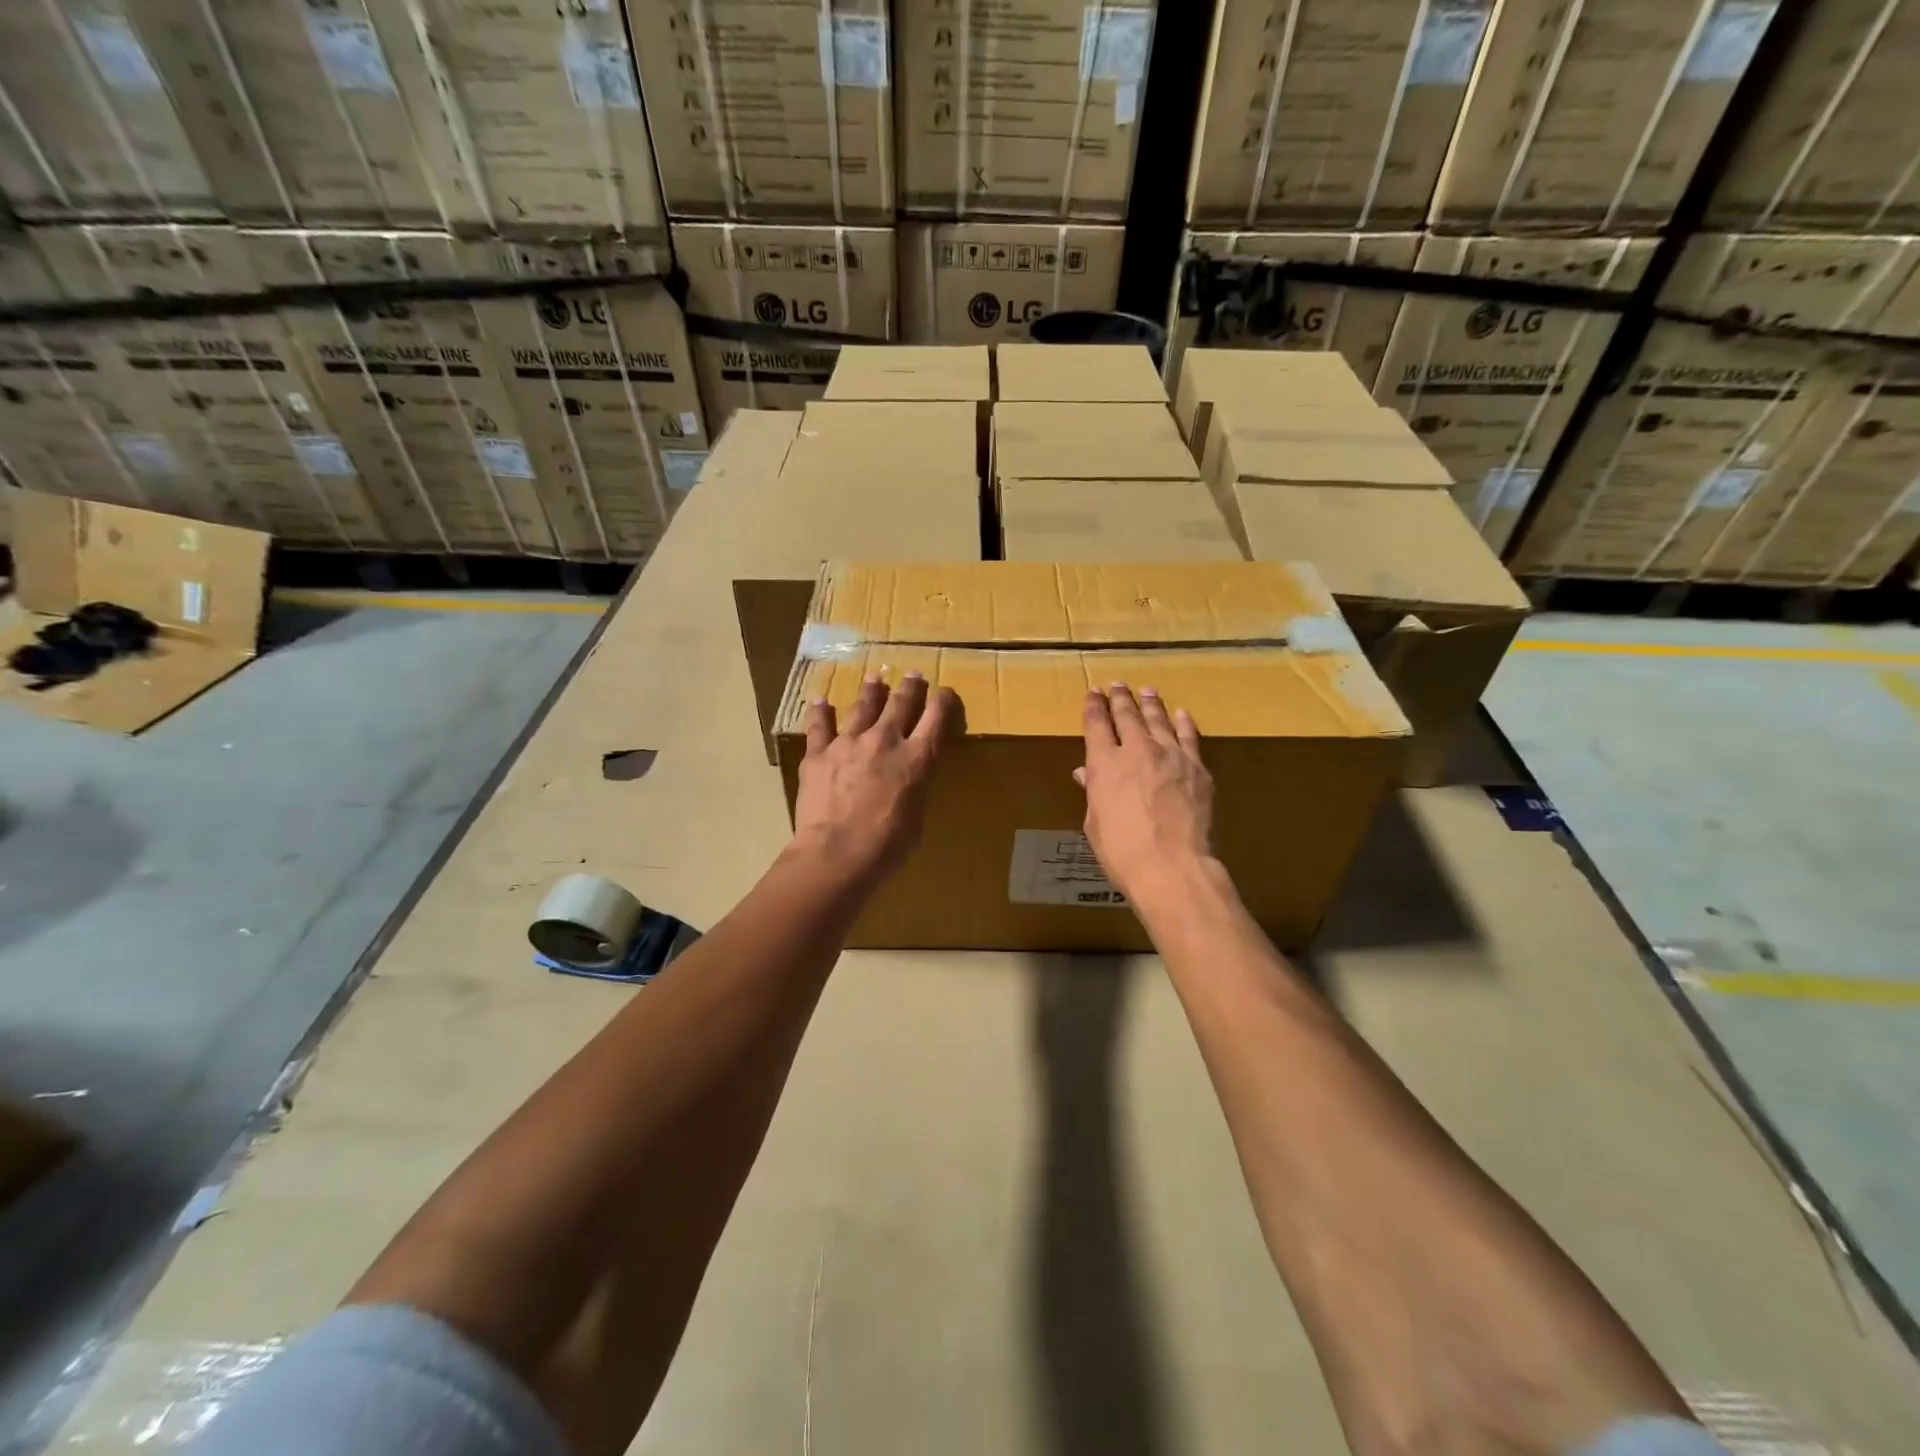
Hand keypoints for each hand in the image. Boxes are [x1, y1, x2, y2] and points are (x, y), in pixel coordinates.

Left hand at [790, 671, 958, 891]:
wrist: (837, 853)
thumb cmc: (886, 846)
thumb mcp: (917, 815)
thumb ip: (915, 787)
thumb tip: (909, 778)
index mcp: (917, 759)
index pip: (936, 719)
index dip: (942, 702)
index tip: (945, 692)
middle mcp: (885, 741)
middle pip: (900, 704)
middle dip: (909, 688)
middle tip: (912, 675)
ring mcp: (848, 743)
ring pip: (863, 707)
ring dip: (871, 691)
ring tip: (874, 679)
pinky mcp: (818, 753)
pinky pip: (819, 726)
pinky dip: (820, 712)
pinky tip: (820, 701)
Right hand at [1073, 684, 1214, 904]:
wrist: (1172, 866)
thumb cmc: (1122, 852)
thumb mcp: (1096, 823)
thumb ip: (1093, 792)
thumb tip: (1086, 773)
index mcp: (1104, 764)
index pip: (1096, 724)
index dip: (1094, 706)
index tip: (1093, 692)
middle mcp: (1136, 750)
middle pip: (1127, 715)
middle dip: (1121, 698)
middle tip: (1118, 685)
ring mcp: (1170, 756)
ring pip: (1159, 719)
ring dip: (1151, 703)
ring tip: (1147, 691)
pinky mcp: (1197, 768)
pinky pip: (1189, 737)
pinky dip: (1183, 723)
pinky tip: (1181, 714)